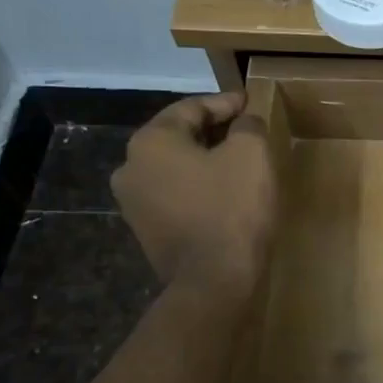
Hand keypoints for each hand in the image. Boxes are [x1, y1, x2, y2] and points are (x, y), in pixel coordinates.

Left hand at [112, 93, 274, 291]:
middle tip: (247, 130)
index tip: (251, 102)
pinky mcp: (147, 231)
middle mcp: (130, 168)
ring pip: (176, 168)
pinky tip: (226, 194)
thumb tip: (244, 122)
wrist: (213, 280)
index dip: (225, 103)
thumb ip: (247, 126)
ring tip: (239, 162)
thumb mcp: (251, 154)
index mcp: (151, 142)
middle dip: (214, 131)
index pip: (191, 108)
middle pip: (179, 137)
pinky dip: (199, 187)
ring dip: (206, 161)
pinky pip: (176, 195)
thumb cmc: (232, 208)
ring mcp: (134, 203)